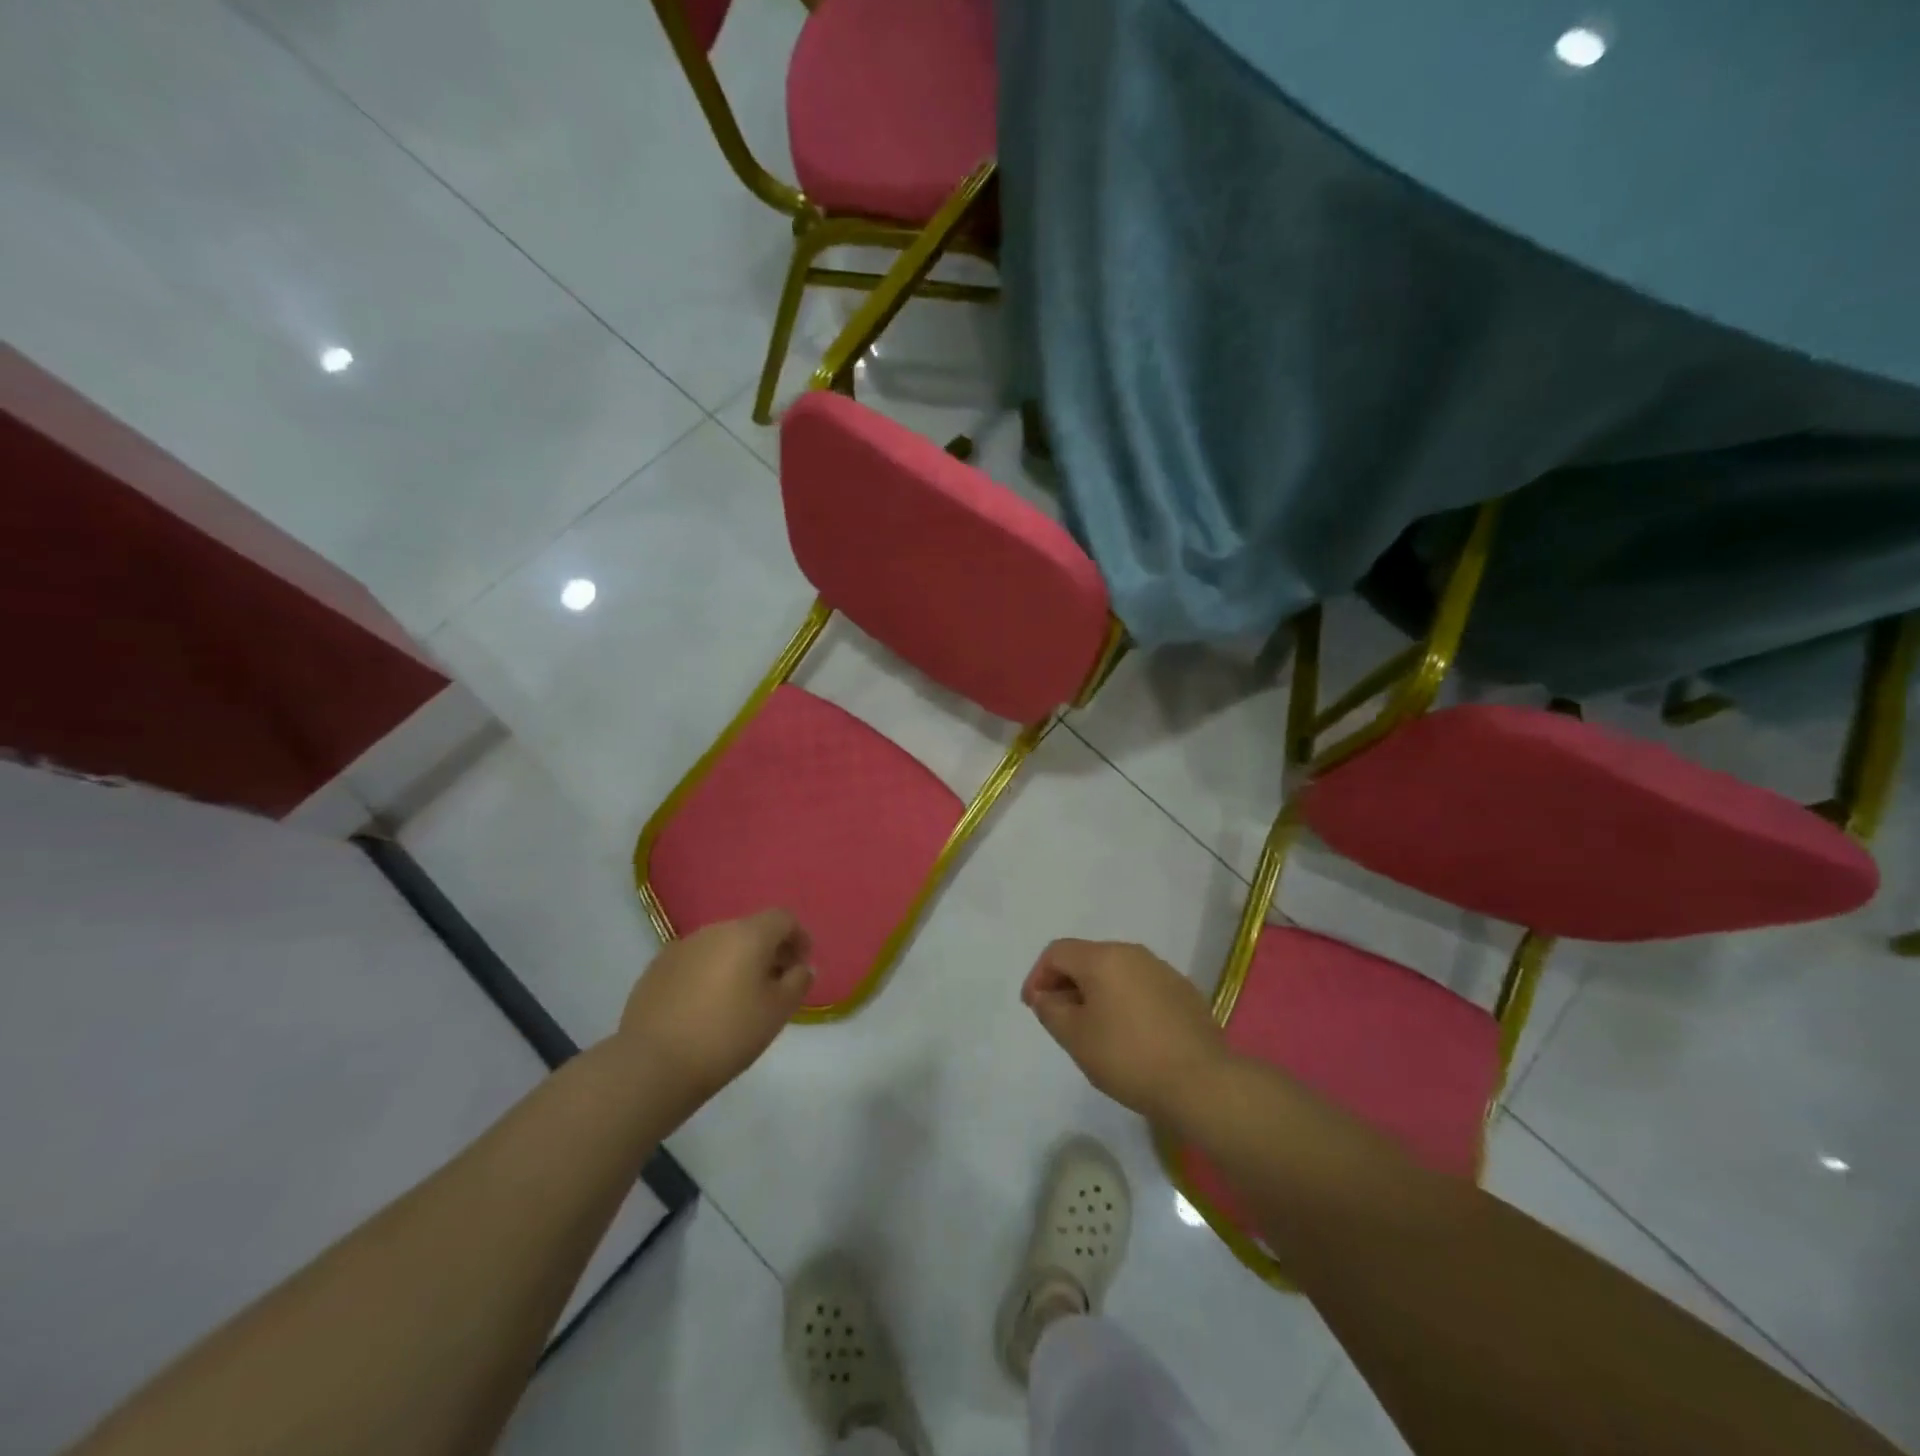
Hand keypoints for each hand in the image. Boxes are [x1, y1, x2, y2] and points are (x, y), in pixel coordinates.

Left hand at [617, 910, 813, 1108]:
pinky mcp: (655, 969)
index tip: (801, 966)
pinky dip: (708, 974)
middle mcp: (713, 931)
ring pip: (720, 946)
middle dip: (768, 952)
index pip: (783, 918)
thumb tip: (800, 967)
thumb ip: (798, 982)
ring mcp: (680, 948)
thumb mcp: (778, 1012)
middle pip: (750, 930)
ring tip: (739, 1000)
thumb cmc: (727, 1035)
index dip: (798, 938)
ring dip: (737, 963)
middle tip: (774, 986)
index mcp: (747, 935)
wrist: (653, 1065)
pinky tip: (704, 1008)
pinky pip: (694, 962)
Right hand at [1022, 939, 1230, 1125]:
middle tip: (1060, 1019)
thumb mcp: (1075, 1038)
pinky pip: (1141, 986)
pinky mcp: (1184, 991)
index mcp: (1103, 958)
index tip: (1034, 1008)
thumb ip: (1051, 1010)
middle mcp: (1133, 953)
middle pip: (1087, 958)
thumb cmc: (1128, 1057)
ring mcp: (1162, 970)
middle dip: (1067, 984)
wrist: (1201, 1083)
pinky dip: (1125, 1001)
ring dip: (1097, 992)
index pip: (1057, 952)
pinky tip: (1129, 1034)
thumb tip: (1046, 996)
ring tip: (1094, 1028)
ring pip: (1116, 972)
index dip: (1038, 976)